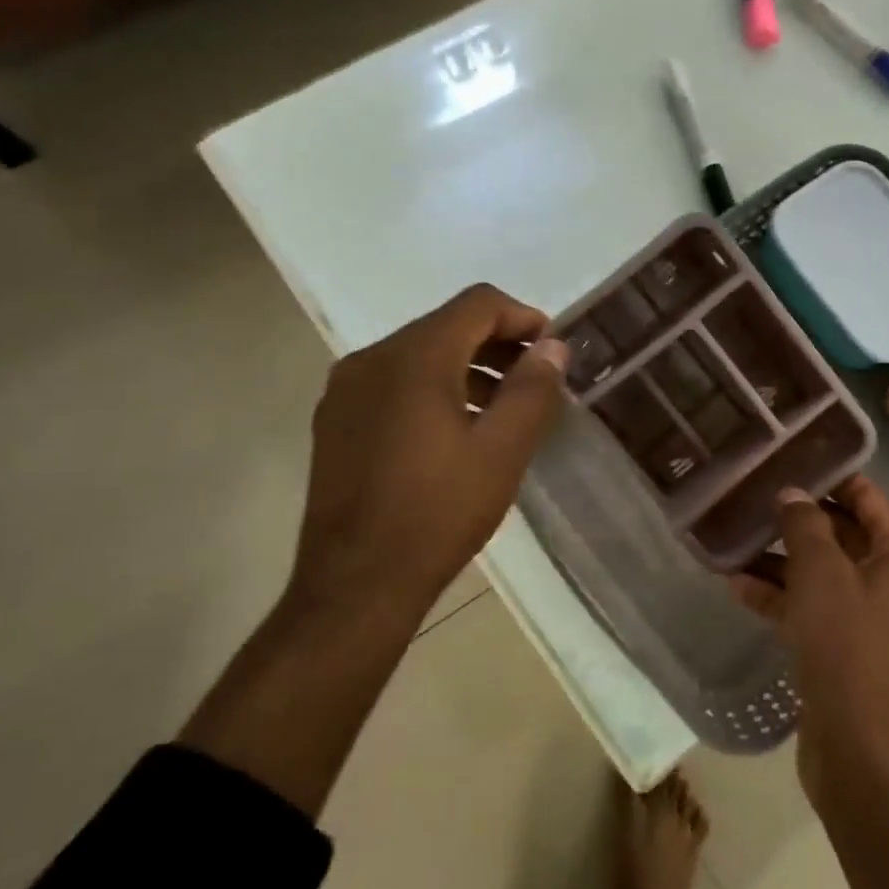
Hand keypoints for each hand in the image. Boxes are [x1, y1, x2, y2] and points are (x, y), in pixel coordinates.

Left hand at [288, 284, 570, 619]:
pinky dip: (433, 389)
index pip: (477, 304)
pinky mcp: (335, 421)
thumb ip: (532, 389)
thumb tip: (553, 347)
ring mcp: (346, 390)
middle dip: (497, 344)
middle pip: (446, 326)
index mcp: (414, 357)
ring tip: (502, 409)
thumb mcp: (502, 451)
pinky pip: (393, 383)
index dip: (522, 317)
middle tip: (535, 381)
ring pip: (418, 355)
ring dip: (467, 368)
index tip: (552, 350)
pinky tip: (455, 431)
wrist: (356, 584)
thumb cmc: (437, 513)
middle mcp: (372, 359)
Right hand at [734, 477, 888, 888]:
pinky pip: (809, 607)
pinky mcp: (843, 649)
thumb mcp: (823, 577)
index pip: (865, 494)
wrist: (868, 760)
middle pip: (839, 530)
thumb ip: (805, 526)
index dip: (824, 474)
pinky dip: (778, 596)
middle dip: (793, 516)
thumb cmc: (853, 653)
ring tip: (729, 538)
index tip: (779, 458)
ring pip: (820, 571)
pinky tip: (734, 585)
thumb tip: (792, 493)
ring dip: (778, 558)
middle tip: (745, 495)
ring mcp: (867, 616)